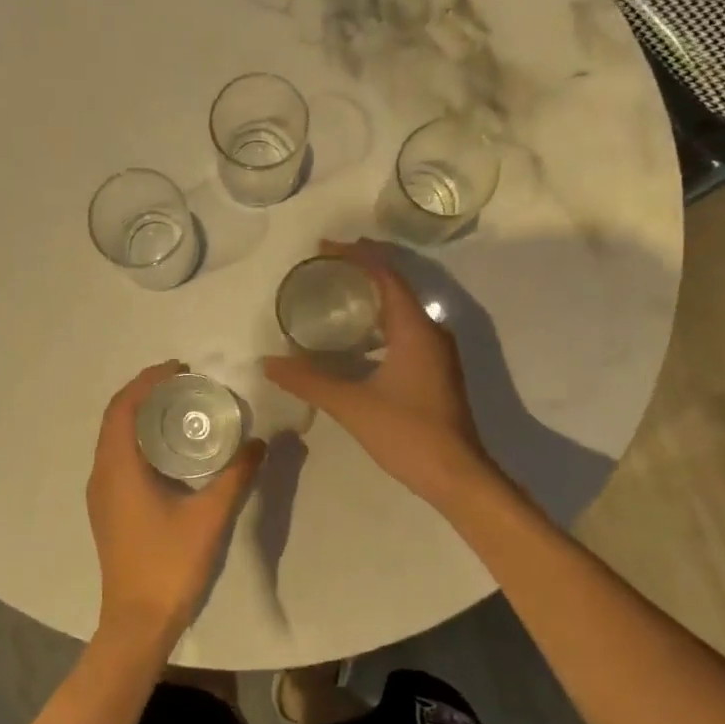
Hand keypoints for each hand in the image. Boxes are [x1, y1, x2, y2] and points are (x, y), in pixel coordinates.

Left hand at [87, 361, 265, 642]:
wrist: (137, 621)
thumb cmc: (169, 565)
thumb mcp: (210, 516)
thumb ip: (236, 475)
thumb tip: (259, 442)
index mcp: (118, 468)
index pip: (124, 407)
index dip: (148, 380)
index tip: (180, 368)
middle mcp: (101, 474)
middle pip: (116, 417)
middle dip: (145, 392)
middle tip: (184, 382)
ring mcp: (101, 493)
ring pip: (114, 438)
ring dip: (140, 415)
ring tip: (179, 407)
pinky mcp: (108, 508)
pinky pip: (117, 457)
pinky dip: (138, 439)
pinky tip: (169, 449)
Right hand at [263, 239, 495, 504]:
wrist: (456, 476)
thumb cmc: (407, 434)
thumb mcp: (352, 405)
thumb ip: (309, 381)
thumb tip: (268, 363)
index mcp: (415, 330)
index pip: (386, 277)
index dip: (357, 256)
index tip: (324, 248)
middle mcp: (431, 332)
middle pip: (397, 286)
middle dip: (364, 269)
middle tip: (326, 264)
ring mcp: (438, 353)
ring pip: (403, 310)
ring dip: (373, 296)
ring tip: (338, 293)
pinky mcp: (436, 371)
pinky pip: (406, 330)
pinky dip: (381, 322)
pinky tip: (358, 338)